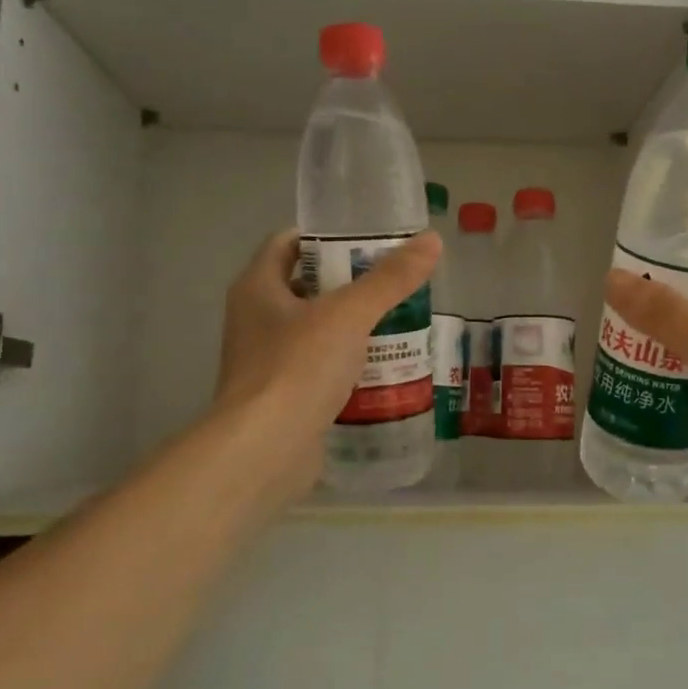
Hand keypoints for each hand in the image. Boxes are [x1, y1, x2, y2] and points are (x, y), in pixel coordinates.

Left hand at [212, 229, 441, 497]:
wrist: (264, 452)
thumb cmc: (298, 368)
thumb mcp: (349, 315)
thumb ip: (390, 279)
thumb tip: (432, 240)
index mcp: (257, 288)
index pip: (288, 243)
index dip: (327, 236)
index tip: (369, 240)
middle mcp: (255, 320)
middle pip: (307, 287)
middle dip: (351, 284)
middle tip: (396, 283)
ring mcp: (267, 362)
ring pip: (317, 331)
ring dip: (353, 327)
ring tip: (401, 322)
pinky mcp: (283, 398)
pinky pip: (320, 370)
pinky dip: (349, 366)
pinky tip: (385, 369)